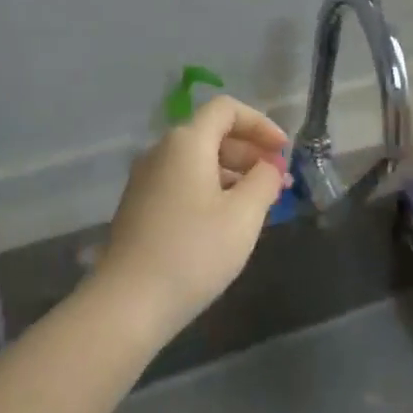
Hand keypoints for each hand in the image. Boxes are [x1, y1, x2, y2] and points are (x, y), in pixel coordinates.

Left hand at [92, 96, 288, 343]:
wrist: (128, 303)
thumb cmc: (194, 252)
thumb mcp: (243, 215)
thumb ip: (264, 181)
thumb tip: (269, 165)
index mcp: (186, 142)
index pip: (226, 109)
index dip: (260, 123)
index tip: (283, 150)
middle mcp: (161, 150)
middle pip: (211, 133)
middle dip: (249, 151)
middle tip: (278, 180)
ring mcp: (146, 179)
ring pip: (197, 159)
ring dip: (232, 172)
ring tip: (259, 202)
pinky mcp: (140, 205)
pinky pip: (182, 181)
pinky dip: (210, 187)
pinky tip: (227, 220)